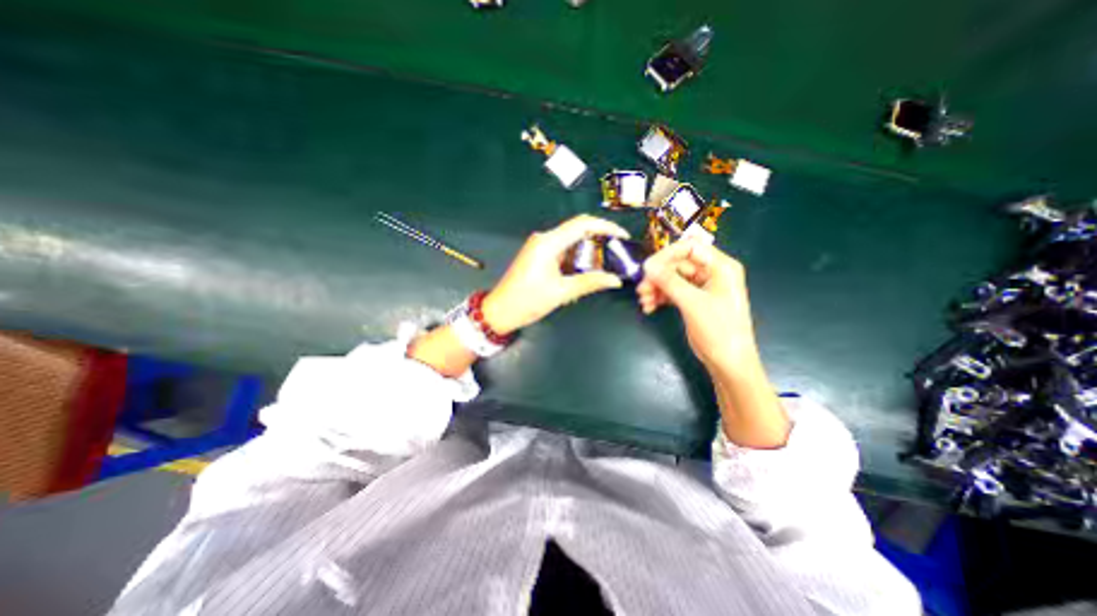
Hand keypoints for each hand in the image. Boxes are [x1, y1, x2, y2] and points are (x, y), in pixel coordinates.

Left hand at [484, 213, 630, 334]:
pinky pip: (564, 250)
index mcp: (548, 243)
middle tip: (617, 252)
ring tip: (607, 263)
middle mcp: (544, 239)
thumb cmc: (526, 301)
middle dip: (599, 239)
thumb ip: (590, 283)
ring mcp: (541, 246)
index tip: (621, 236)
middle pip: (578, 230)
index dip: (605, 227)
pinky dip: (578, 257)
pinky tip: (588, 269)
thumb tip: (615, 279)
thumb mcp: (561, 293)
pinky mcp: (539, 255)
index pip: (582, 224)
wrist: (500, 311)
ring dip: (589, 250)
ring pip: (571, 241)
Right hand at [635, 237, 754, 374]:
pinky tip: (650, 307)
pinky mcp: (693, 301)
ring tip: (644, 301)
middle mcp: (711, 273)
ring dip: (656, 288)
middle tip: (641, 290)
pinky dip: (660, 297)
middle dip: (658, 276)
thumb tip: (647, 266)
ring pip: (673, 279)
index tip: (647, 267)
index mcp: (720, 267)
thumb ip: (669, 282)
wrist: (728, 363)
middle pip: (678, 264)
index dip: (667, 255)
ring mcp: (702, 288)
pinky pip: (673, 292)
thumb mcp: (693, 303)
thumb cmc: (719, 330)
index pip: (690, 248)